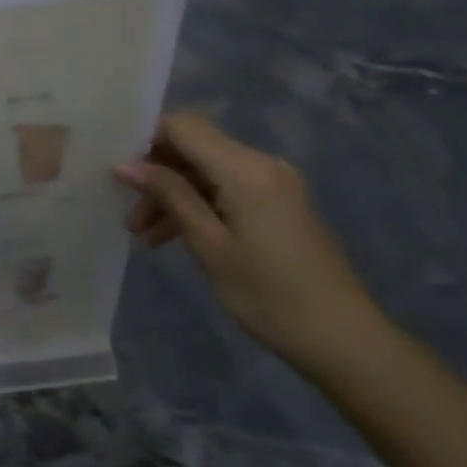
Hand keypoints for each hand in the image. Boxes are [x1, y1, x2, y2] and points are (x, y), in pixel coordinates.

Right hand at [114, 112, 384, 371]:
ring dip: (173, 193)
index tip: (120, 173)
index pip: (183, 126)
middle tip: (128, 213)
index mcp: (246, 169)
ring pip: (206, 170)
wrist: (346, 341)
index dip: (146, 140)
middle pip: (194, 147)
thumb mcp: (209, 245)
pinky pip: (226, 187)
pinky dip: (198, 204)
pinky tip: (173, 235)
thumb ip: (169, 195)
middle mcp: (261, 163)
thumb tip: (125, 164)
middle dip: (156, 173)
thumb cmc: (270, 295)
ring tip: (143, 234)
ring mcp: (273, 183)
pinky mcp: (278, 203)